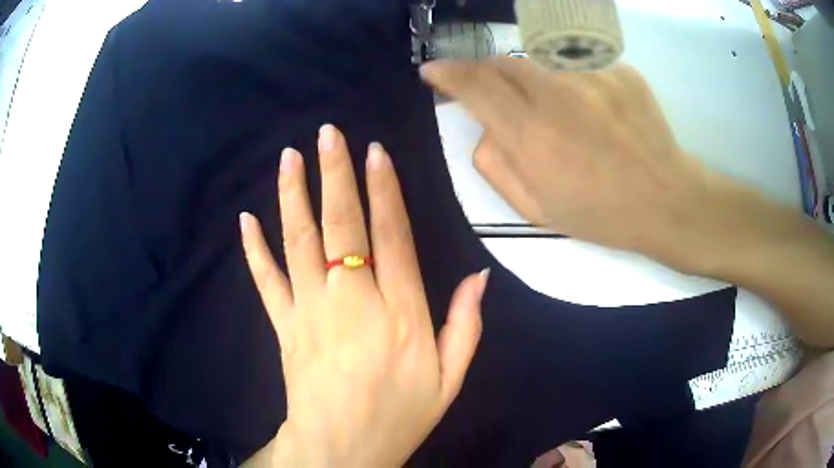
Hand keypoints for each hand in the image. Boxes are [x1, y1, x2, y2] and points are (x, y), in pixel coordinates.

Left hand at [240, 125, 488, 466]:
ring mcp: (311, 312)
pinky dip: (254, 249)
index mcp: (400, 313)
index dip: (383, 190)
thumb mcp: (450, 379)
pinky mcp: (284, 327)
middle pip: (342, 226)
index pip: (391, 235)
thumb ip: (465, 325)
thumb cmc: (400, 415)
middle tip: (328, 134)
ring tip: (291, 157)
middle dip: (335, 174)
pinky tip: (246, 219)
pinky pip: (266, 281)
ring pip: (300, 242)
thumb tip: (479, 277)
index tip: (374, 153)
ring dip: (294, 196)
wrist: (342, 449)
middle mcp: (353, 301)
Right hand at [421, 58, 757, 271]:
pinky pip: (578, 67)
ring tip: (554, 112)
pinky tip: (592, 111)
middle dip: (484, 71)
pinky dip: (571, 83)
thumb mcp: (536, 210)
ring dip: (530, 80)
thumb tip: (482, 125)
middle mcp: (558, 97)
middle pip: (503, 63)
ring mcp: (592, 77)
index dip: (448, 74)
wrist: (665, 200)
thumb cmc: (600, 213)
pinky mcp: (619, 70)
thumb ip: (495, 165)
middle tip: (489, 89)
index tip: (433, 71)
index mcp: (533, 138)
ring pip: (540, 62)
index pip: (475, 87)